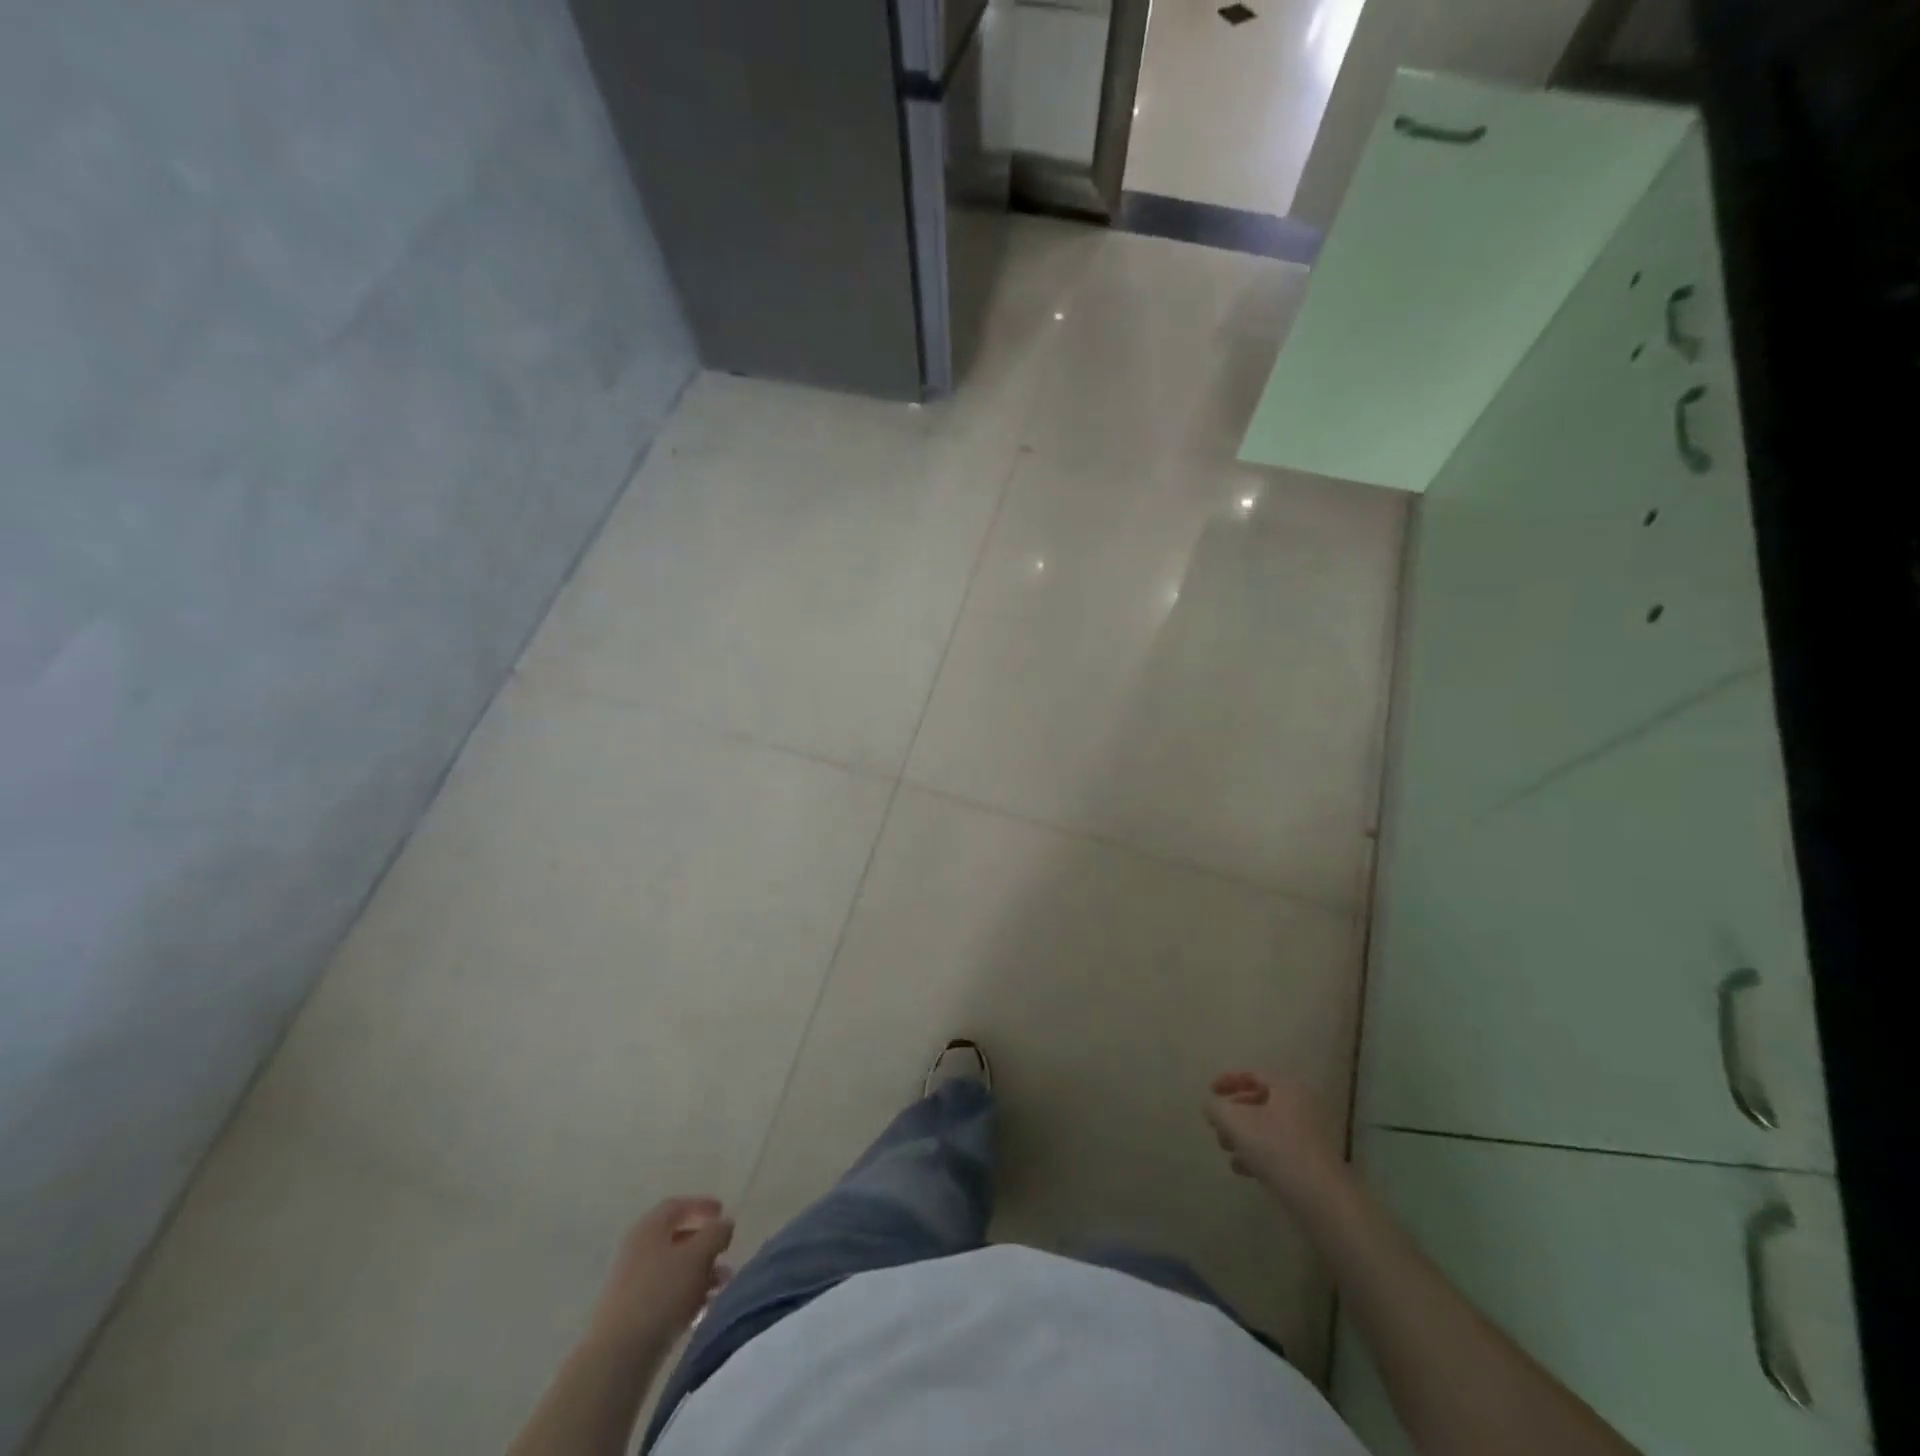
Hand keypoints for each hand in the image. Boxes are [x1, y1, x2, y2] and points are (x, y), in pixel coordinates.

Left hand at [589, 1197, 734, 1350]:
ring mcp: (632, 1283)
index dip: (701, 1206)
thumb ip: (716, 1234)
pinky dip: (686, 1294)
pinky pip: (665, 1293)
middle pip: (676, 1238)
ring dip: (700, 1272)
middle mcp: (637, 1250)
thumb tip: (725, 1223)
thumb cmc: (661, 1293)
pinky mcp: (632, 1313)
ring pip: (673, 1268)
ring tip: (722, 1285)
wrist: (618, 1356)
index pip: (677, 1206)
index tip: (723, 1212)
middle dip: (705, 1245)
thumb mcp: (698, 1256)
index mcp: (649, 1228)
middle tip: (726, 1253)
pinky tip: (703, 1308)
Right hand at [1204, 1071, 1346, 1204]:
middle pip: (1259, 1101)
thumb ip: (1217, 1109)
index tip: (1210, 1092)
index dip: (1228, 1080)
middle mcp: (1302, 1105)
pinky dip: (1258, 1153)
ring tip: (1226, 1150)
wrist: (1322, 1200)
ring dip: (1243, 1136)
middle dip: (1233, 1114)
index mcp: (1288, 1088)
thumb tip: (1210, 1106)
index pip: (1253, 1074)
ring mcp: (1310, 1135)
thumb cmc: (1277, 1149)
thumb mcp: (1236, 1123)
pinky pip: (1279, 1148)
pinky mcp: (1311, 1161)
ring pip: (1267, 1127)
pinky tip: (1242, 1169)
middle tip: (1217, 1126)